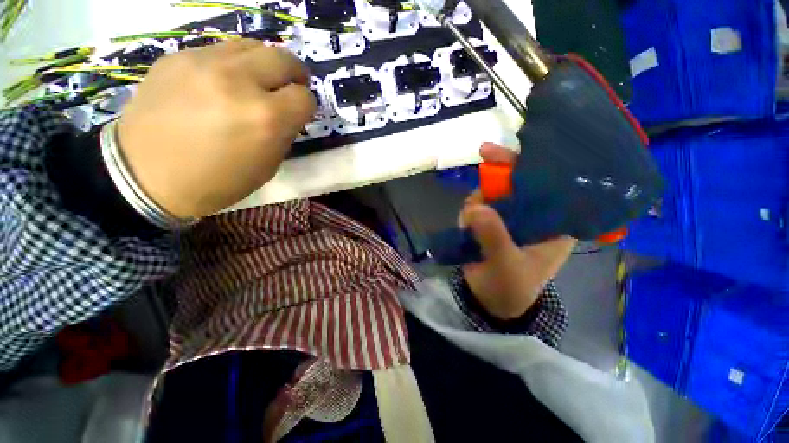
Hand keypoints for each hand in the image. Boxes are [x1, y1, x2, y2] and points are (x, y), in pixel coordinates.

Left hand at [117, 39, 316, 218]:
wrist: (145, 175)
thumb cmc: (217, 181)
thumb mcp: (267, 166)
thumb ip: (283, 134)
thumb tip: (289, 114)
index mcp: (266, 118)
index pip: (304, 97)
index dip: (306, 106)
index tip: (300, 112)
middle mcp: (239, 82)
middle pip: (284, 59)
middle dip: (295, 73)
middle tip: (292, 85)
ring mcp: (204, 63)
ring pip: (253, 46)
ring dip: (266, 64)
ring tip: (259, 80)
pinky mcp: (178, 56)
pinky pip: (220, 50)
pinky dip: (233, 65)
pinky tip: (224, 83)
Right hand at [460, 143, 576, 319]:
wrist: (492, 303)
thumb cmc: (511, 289)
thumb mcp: (506, 266)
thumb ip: (494, 237)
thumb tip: (474, 208)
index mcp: (553, 224)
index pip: (551, 185)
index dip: (534, 165)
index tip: (515, 150)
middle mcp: (534, 216)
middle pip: (519, 182)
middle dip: (501, 171)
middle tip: (484, 153)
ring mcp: (509, 218)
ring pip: (494, 193)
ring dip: (478, 199)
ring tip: (468, 222)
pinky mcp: (491, 223)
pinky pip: (478, 206)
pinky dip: (469, 210)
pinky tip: (465, 225)